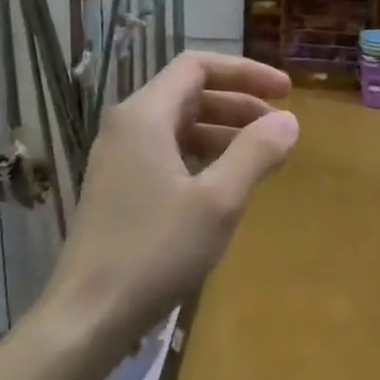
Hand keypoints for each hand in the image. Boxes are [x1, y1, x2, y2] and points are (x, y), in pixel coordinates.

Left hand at [40, 52, 296, 358]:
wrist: (90, 312)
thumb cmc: (156, 250)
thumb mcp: (218, 201)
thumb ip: (255, 153)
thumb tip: (289, 122)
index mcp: (145, 116)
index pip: (197, 67)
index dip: (246, 73)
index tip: (286, 93)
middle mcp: (127, 127)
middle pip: (189, 94)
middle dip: (239, 104)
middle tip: (280, 128)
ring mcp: (119, 160)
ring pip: (178, 126)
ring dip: (223, 132)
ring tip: (262, 157)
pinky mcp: (119, 189)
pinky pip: (167, 154)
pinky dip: (202, 157)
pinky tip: (225, 184)